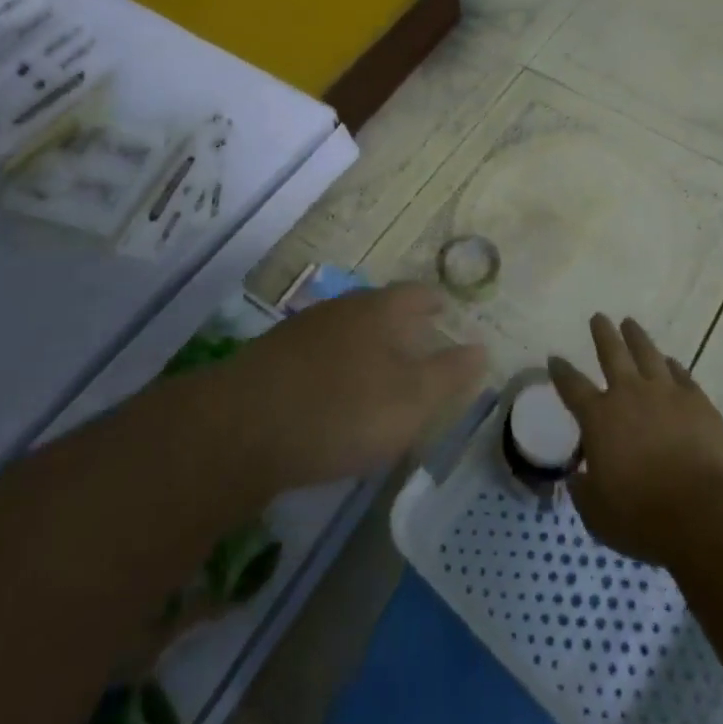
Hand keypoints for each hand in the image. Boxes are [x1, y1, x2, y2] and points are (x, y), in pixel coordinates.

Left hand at [195, 284, 486, 499]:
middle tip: (419, 345)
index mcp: (381, 309)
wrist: (241, 428)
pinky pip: (318, 355)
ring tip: (379, 372)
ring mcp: (303, 331)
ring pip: (347, 330)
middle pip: (380, 308)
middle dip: (401, 324)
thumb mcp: (412, 400)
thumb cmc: (342, 410)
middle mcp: (343, 308)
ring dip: (366, 346)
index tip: (447, 314)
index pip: (417, 294)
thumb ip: (449, 374)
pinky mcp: (272, 358)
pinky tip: (333, 395)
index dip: (435, 303)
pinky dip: (335, 367)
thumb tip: (481, 349)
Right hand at [549, 314, 722, 566]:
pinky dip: (672, 366)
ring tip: (630, 324)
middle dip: (603, 333)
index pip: (572, 386)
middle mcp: (630, 394)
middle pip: (612, 352)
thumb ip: (584, 492)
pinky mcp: (698, 401)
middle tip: (599, 317)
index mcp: (599, 418)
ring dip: (637, 337)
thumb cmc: (642, 517)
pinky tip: (670, 362)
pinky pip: (681, 374)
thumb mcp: (598, 515)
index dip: (561, 371)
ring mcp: (666, 393)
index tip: (555, 358)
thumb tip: (578, 478)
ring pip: (647, 353)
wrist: (703, 513)